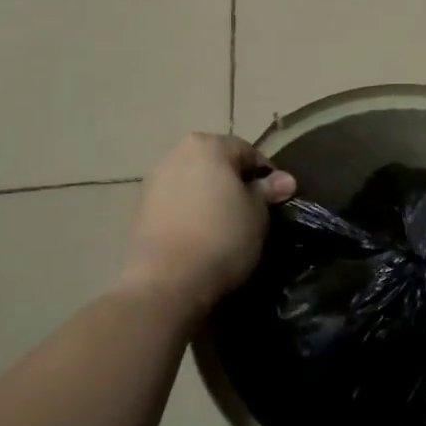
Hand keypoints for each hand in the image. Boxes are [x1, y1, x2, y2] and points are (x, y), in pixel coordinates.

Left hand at [120, 134, 296, 317]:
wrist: (166, 281)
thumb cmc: (222, 236)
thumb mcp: (257, 213)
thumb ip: (268, 191)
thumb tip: (285, 180)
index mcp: (208, 145)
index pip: (248, 152)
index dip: (267, 176)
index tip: (277, 201)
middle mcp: (176, 154)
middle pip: (216, 164)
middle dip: (235, 184)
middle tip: (253, 213)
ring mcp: (153, 181)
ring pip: (194, 183)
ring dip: (211, 198)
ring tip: (227, 227)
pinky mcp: (139, 209)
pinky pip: (176, 203)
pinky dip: (191, 213)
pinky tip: (202, 236)